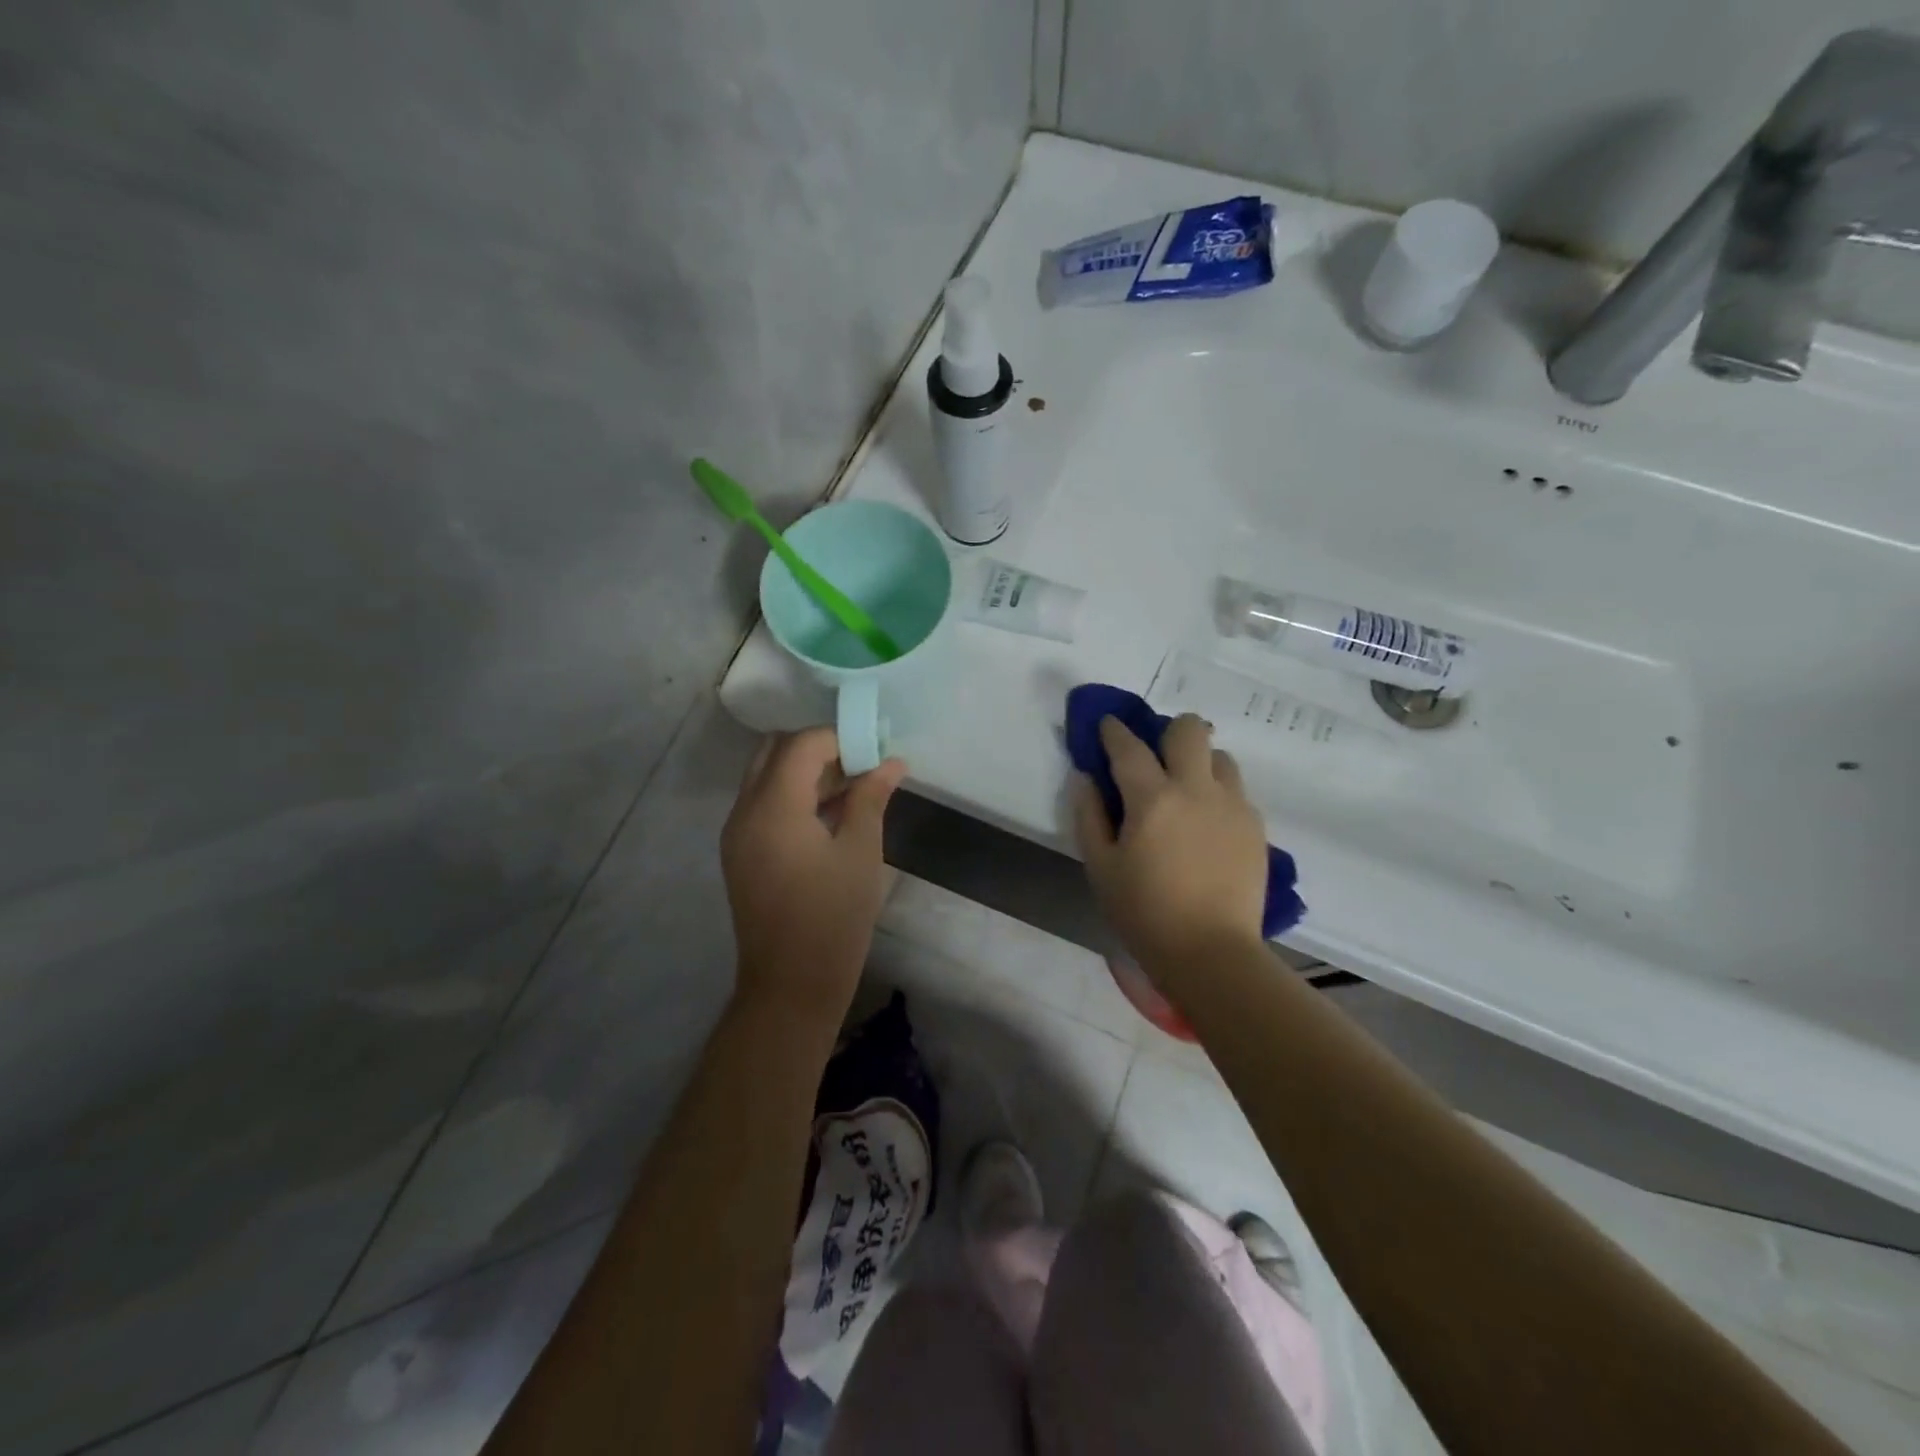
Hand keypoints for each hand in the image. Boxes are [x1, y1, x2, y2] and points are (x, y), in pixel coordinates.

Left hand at [721, 727, 906, 1027]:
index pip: (802, 745)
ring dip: (806, 772)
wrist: (791, 986)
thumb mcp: (861, 852)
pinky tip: (831, 815)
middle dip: (819, 749)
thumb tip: (892, 761)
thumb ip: (871, 797)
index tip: (875, 750)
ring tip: (854, 789)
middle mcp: (744, 811)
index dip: (841, 739)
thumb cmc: (833, 918)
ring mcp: (737, 833)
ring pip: (767, 777)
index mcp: (773, 807)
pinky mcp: (740, 853)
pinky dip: (793, 796)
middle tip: (860, 765)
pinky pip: (763, 804)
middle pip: (775, 752)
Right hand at [1072, 714, 1267, 974]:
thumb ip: (1089, 815)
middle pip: (1190, 729)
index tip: (1108, 725)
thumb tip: (1085, 777)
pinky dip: (1218, 795)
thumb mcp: (1100, 868)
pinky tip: (1207, 826)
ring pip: (1220, 757)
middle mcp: (1196, 789)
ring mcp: (1233, 806)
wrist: (1211, 954)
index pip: (1129, 746)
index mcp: (1152, 799)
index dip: (1114, 730)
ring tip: (1187, 794)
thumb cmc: (1144, 913)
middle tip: (1157, 758)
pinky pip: (1236, 791)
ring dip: (1199, 763)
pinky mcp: (1255, 827)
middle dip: (1169, 731)